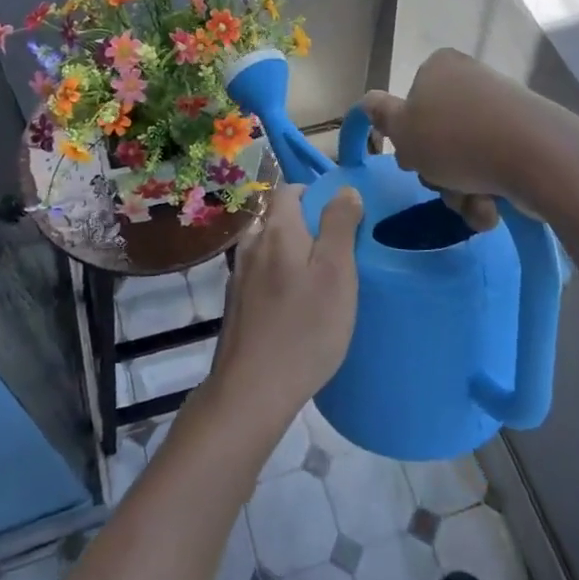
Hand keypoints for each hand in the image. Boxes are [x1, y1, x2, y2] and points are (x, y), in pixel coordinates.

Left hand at [207, 184, 361, 436]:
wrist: (252, 390)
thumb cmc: (304, 328)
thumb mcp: (336, 272)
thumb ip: (339, 225)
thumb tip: (343, 189)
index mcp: (275, 230)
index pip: (290, 190)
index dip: (315, 194)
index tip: (342, 218)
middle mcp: (251, 244)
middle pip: (278, 218)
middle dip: (306, 226)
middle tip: (337, 254)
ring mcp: (238, 275)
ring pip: (269, 248)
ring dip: (292, 254)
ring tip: (318, 282)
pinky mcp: (235, 304)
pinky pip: (261, 275)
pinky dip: (279, 278)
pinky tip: (295, 307)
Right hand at [359, 48, 549, 227]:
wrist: (536, 156)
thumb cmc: (456, 139)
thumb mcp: (403, 130)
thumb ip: (381, 115)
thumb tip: (366, 101)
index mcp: (440, 68)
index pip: (411, 104)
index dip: (408, 138)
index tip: (413, 159)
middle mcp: (471, 82)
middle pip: (438, 136)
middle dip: (438, 171)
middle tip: (442, 182)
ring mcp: (502, 110)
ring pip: (465, 160)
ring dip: (461, 190)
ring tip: (473, 202)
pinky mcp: (527, 137)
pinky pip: (494, 169)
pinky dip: (488, 192)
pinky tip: (493, 206)